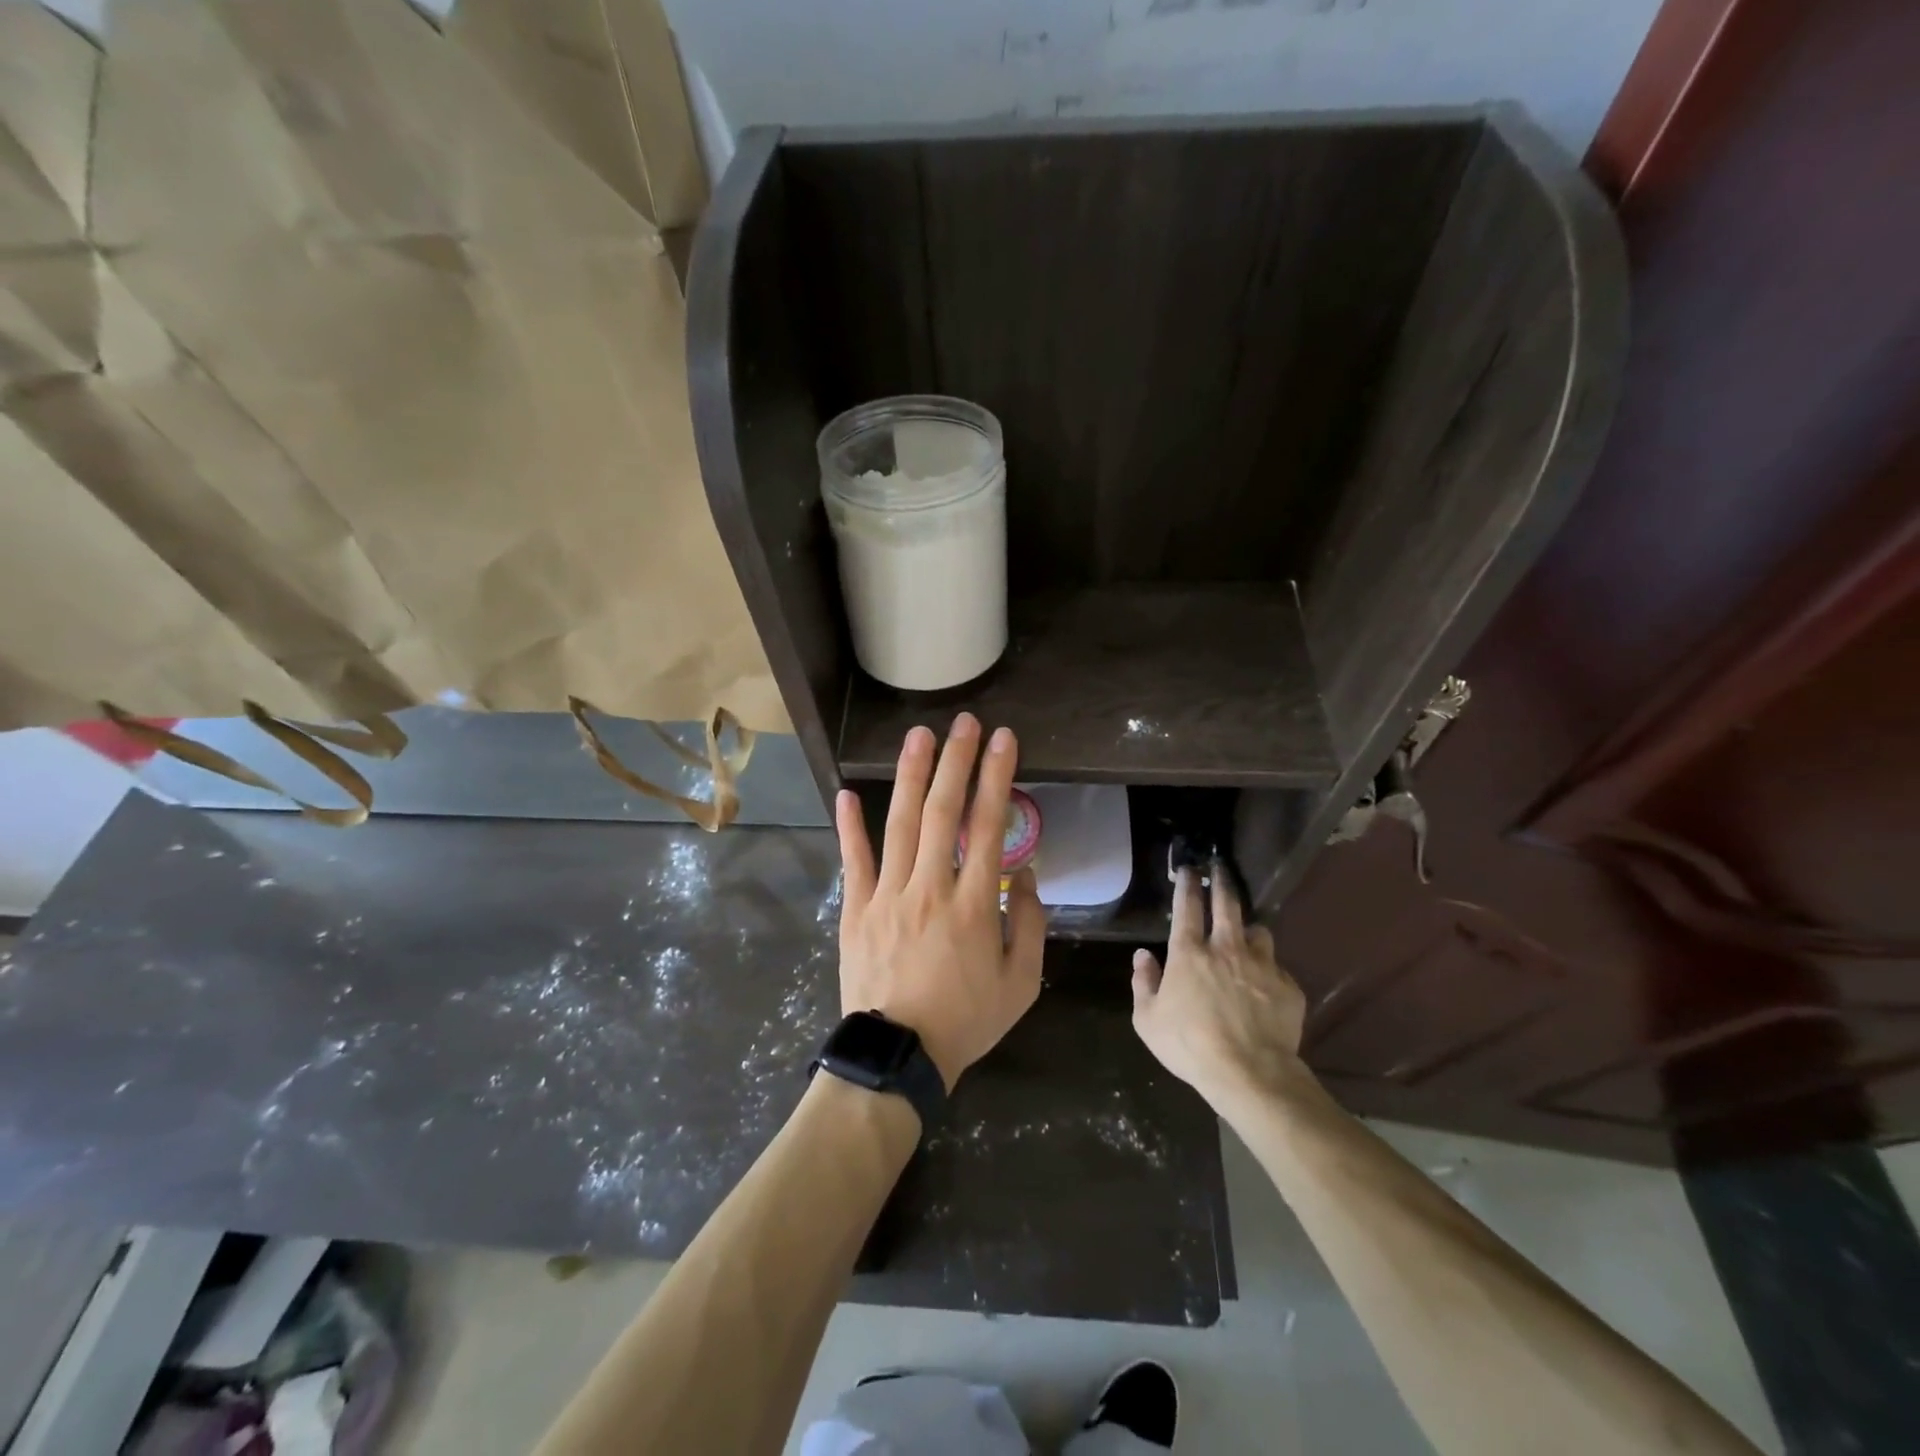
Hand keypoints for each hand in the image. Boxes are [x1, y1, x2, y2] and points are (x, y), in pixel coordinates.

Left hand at [834, 715, 1045, 1088]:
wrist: (898, 1057)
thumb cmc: (966, 1021)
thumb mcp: (1021, 984)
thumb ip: (1032, 925)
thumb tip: (1028, 875)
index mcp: (975, 904)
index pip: (989, 826)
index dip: (998, 777)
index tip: (1004, 741)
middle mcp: (930, 887)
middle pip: (943, 812)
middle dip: (956, 761)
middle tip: (964, 723)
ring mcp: (887, 895)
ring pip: (900, 824)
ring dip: (910, 776)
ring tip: (919, 736)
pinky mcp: (856, 910)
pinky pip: (854, 861)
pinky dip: (850, 826)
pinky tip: (847, 792)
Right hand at [1131, 866, 1308, 1110]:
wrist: (1251, 1074)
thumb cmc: (1190, 1045)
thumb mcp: (1148, 1019)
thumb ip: (1143, 982)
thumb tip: (1143, 955)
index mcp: (1189, 953)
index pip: (1188, 906)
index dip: (1188, 883)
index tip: (1190, 869)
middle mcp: (1226, 948)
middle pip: (1227, 903)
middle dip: (1222, 881)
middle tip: (1221, 868)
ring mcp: (1262, 965)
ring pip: (1259, 931)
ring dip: (1250, 930)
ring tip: (1247, 937)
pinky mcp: (1288, 986)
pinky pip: (1277, 968)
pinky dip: (1268, 971)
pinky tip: (1264, 987)